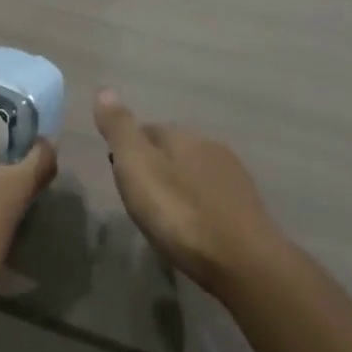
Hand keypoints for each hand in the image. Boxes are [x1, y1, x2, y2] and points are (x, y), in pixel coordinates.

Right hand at [94, 89, 287, 298]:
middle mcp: (210, 146)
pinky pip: (212, 197)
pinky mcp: (248, 208)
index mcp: (182, 135)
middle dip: (155, 167)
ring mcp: (233, 177)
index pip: (147, 129)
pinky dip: (198, 206)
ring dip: (178, 187)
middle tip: (138, 197)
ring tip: (163, 216)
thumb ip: (120, 129)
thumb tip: (104, 89)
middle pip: (172, 150)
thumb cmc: (181, 213)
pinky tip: (192, 228)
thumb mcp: (137, 168)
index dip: (129, 149)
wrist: (244, 263)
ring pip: (194, 173)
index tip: (119, 174)